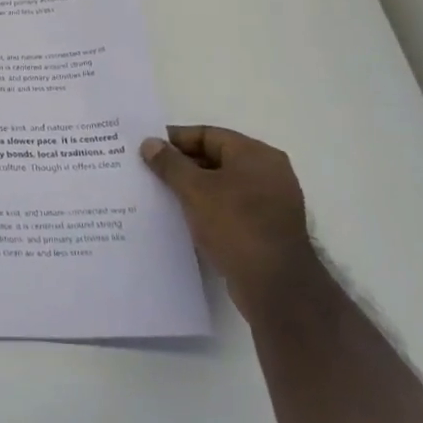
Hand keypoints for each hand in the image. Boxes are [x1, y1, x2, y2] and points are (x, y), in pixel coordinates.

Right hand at [140, 125, 322, 320]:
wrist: (276, 287)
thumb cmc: (236, 225)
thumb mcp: (195, 189)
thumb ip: (169, 163)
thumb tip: (150, 143)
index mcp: (256, 155)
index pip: (207, 135)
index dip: (174, 140)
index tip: (146, 149)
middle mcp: (267, 172)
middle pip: (214, 157)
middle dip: (180, 164)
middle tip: (147, 170)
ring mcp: (269, 202)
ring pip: (220, 184)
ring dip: (191, 187)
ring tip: (158, 193)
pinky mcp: (265, 228)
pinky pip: (228, 207)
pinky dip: (205, 207)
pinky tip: (181, 216)